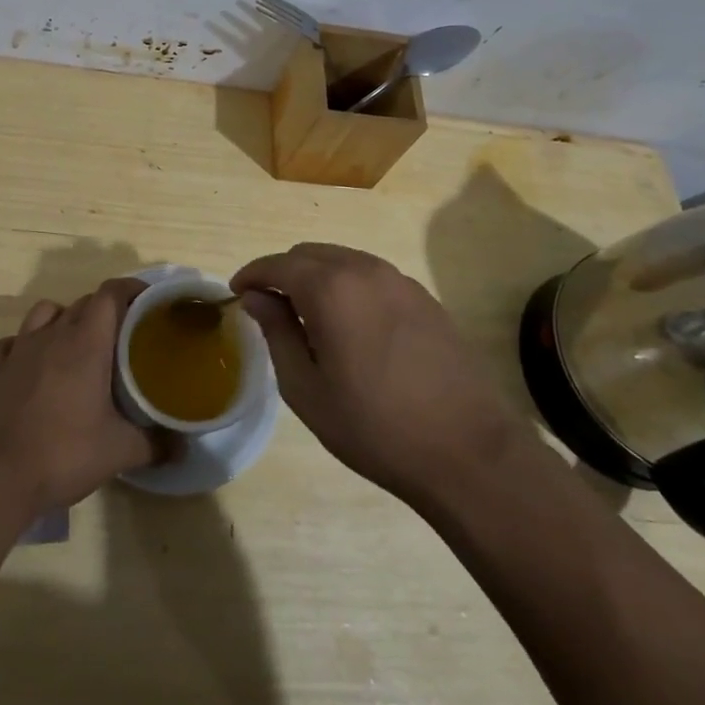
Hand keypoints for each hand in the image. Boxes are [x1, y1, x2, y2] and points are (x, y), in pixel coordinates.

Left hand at [0, 278, 164, 513]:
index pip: (110, 294)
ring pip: (44, 312)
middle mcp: (52, 335)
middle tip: (123, 335)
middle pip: (83, 303)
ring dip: (63, 319)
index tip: (148, 301)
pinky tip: (30, 364)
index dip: (131, 289)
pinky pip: (10, 342)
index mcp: (86, 343)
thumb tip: (183, 447)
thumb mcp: (121, 452)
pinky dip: (23, 345)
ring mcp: (19, 350)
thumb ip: (157, 444)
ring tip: (76, 344)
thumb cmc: (65, 454)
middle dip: (105, 310)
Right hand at [231, 243, 529, 506]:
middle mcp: (364, 269)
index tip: (237, 294)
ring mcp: (400, 280)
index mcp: (330, 287)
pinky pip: (371, 276)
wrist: (467, 451)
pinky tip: (350, 325)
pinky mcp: (424, 297)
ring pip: (342, 261)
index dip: (251, 275)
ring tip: (307, 317)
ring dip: (316, 277)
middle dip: (282, 273)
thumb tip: (257, 298)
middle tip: (269, 308)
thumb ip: (277, 332)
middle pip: (309, 254)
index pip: (277, 264)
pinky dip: (348, 286)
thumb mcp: (306, 388)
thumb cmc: (374, 426)